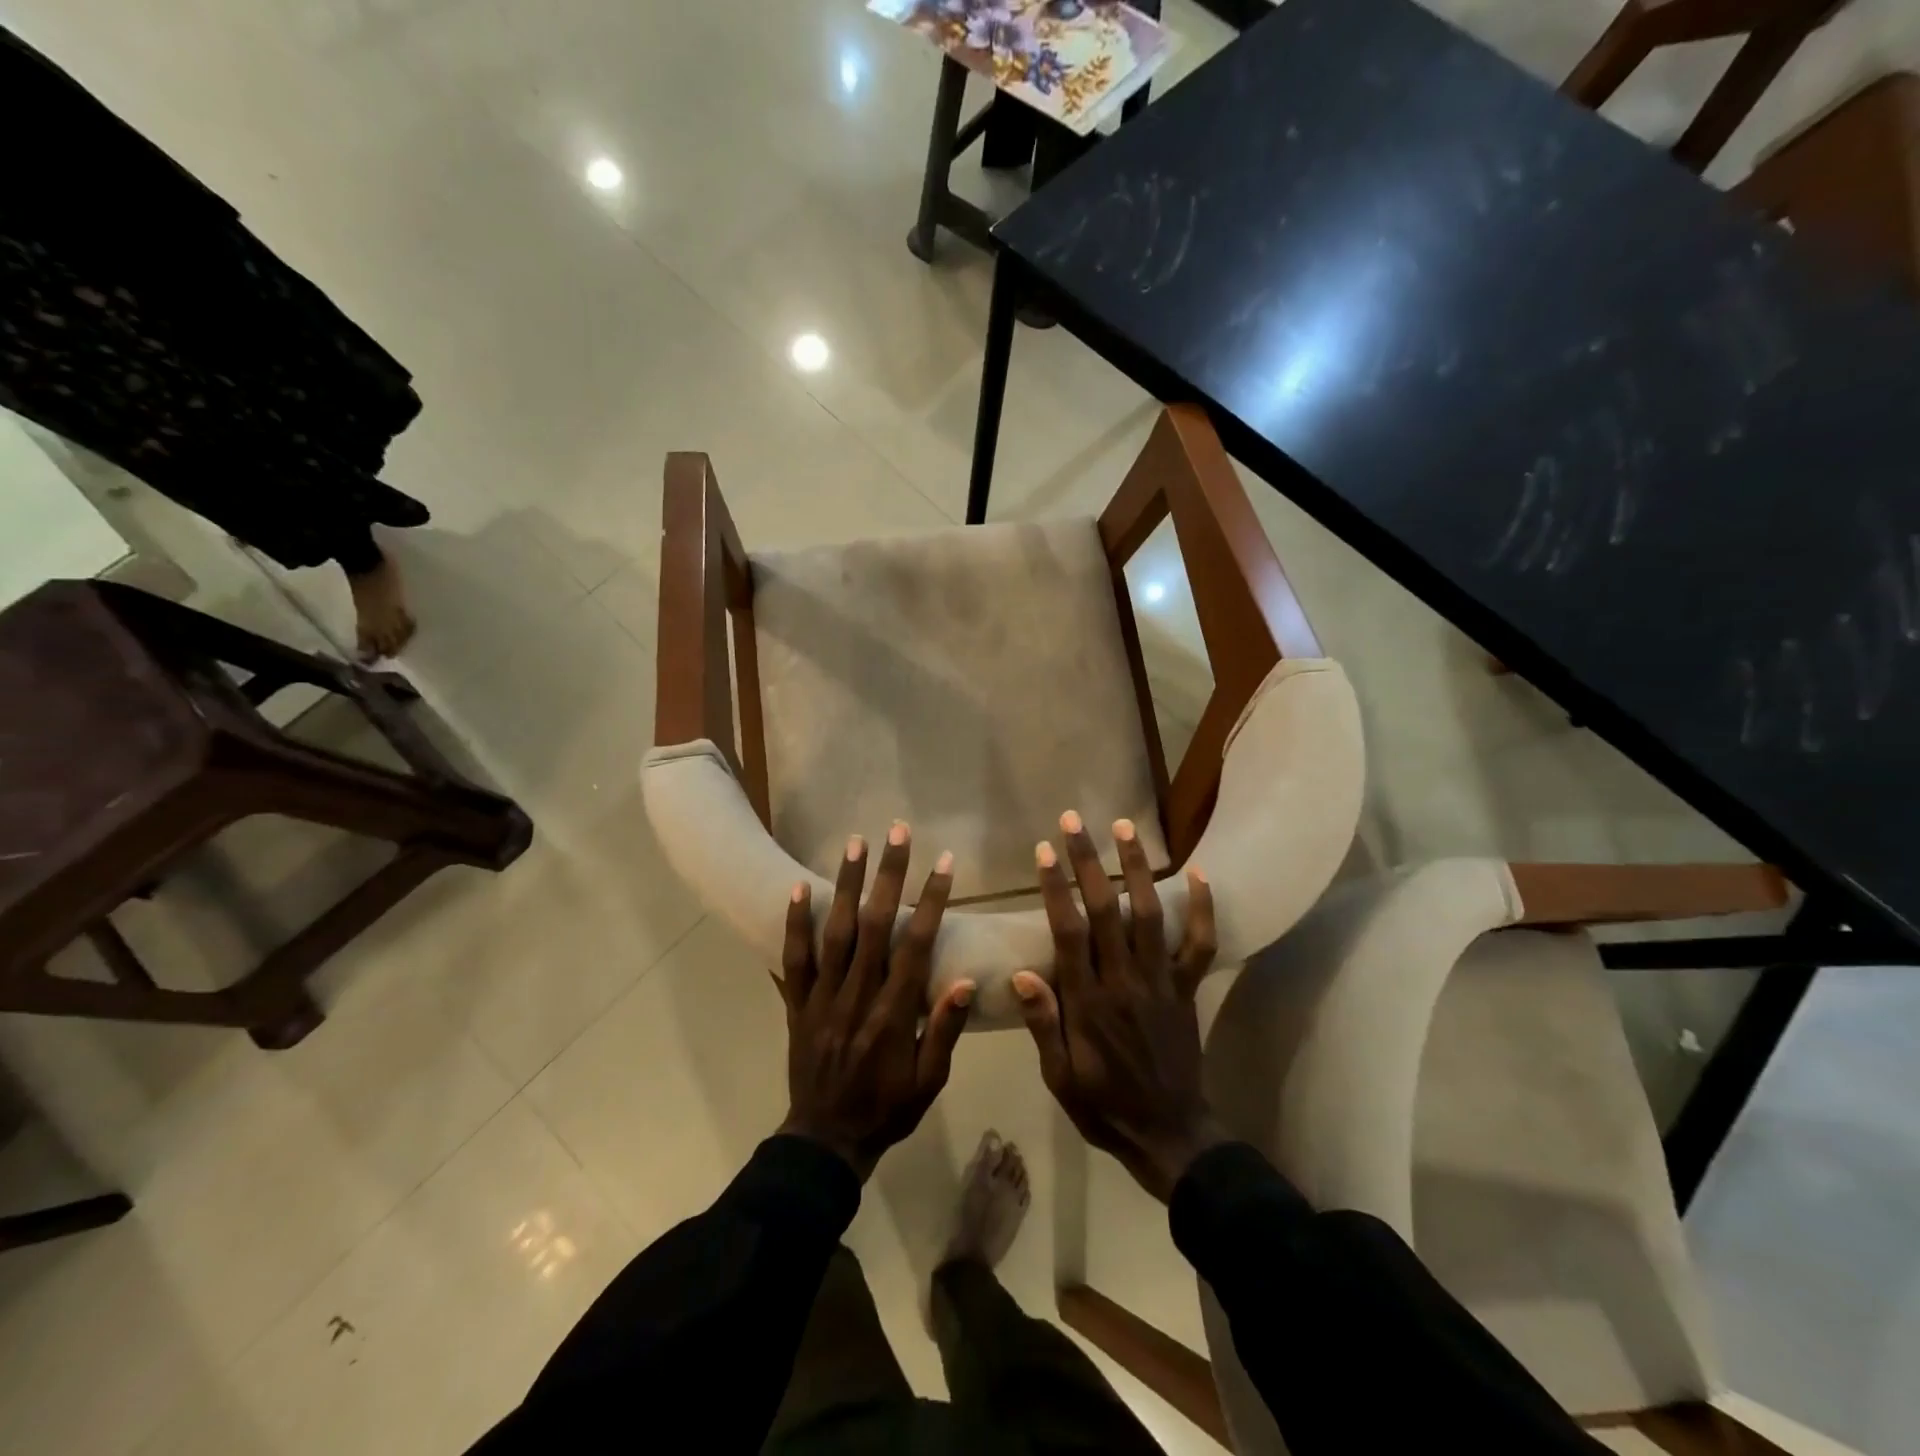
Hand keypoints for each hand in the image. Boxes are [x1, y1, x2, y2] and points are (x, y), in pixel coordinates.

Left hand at [774, 823, 974, 1181]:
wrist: (826, 1141)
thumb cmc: (887, 1110)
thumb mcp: (930, 1082)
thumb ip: (945, 1031)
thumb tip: (966, 981)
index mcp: (893, 1015)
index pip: (915, 946)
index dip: (931, 901)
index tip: (943, 863)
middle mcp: (856, 997)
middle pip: (874, 926)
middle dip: (889, 875)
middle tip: (897, 832)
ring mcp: (822, 999)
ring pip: (834, 933)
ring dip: (846, 885)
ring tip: (855, 843)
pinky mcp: (796, 1006)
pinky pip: (793, 960)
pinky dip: (794, 923)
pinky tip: (798, 888)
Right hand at [1013, 811, 1223, 1202]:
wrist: (1169, 1135)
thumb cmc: (1103, 1105)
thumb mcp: (1059, 1076)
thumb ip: (1043, 1023)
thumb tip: (1020, 973)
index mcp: (1088, 1001)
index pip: (1068, 931)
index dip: (1056, 887)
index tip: (1045, 850)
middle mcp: (1125, 980)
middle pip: (1106, 909)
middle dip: (1088, 861)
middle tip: (1073, 821)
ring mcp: (1161, 981)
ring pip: (1150, 914)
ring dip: (1137, 867)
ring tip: (1125, 827)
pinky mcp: (1187, 989)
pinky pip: (1200, 944)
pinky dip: (1203, 908)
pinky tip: (1199, 872)